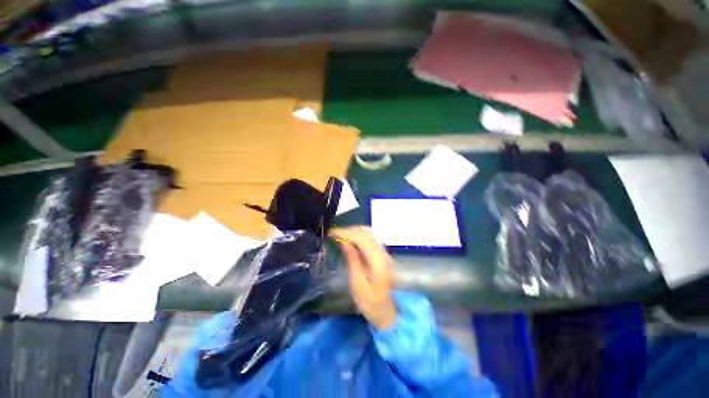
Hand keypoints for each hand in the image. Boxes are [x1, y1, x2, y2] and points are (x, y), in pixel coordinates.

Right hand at [330, 226, 396, 329]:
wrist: (385, 311)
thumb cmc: (370, 302)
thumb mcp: (357, 284)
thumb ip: (353, 261)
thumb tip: (345, 243)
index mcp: (378, 261)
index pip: (362, 238)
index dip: (346, 233)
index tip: (332, 233)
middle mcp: (383, 253)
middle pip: (366, 233)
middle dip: (349, 230)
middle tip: (333, 234)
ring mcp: (383, 253)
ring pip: (368, 234)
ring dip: (353, 232)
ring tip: (339, 235)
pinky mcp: (381, 254)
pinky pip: (369, 239)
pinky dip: (358, 236)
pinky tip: (349, 240)